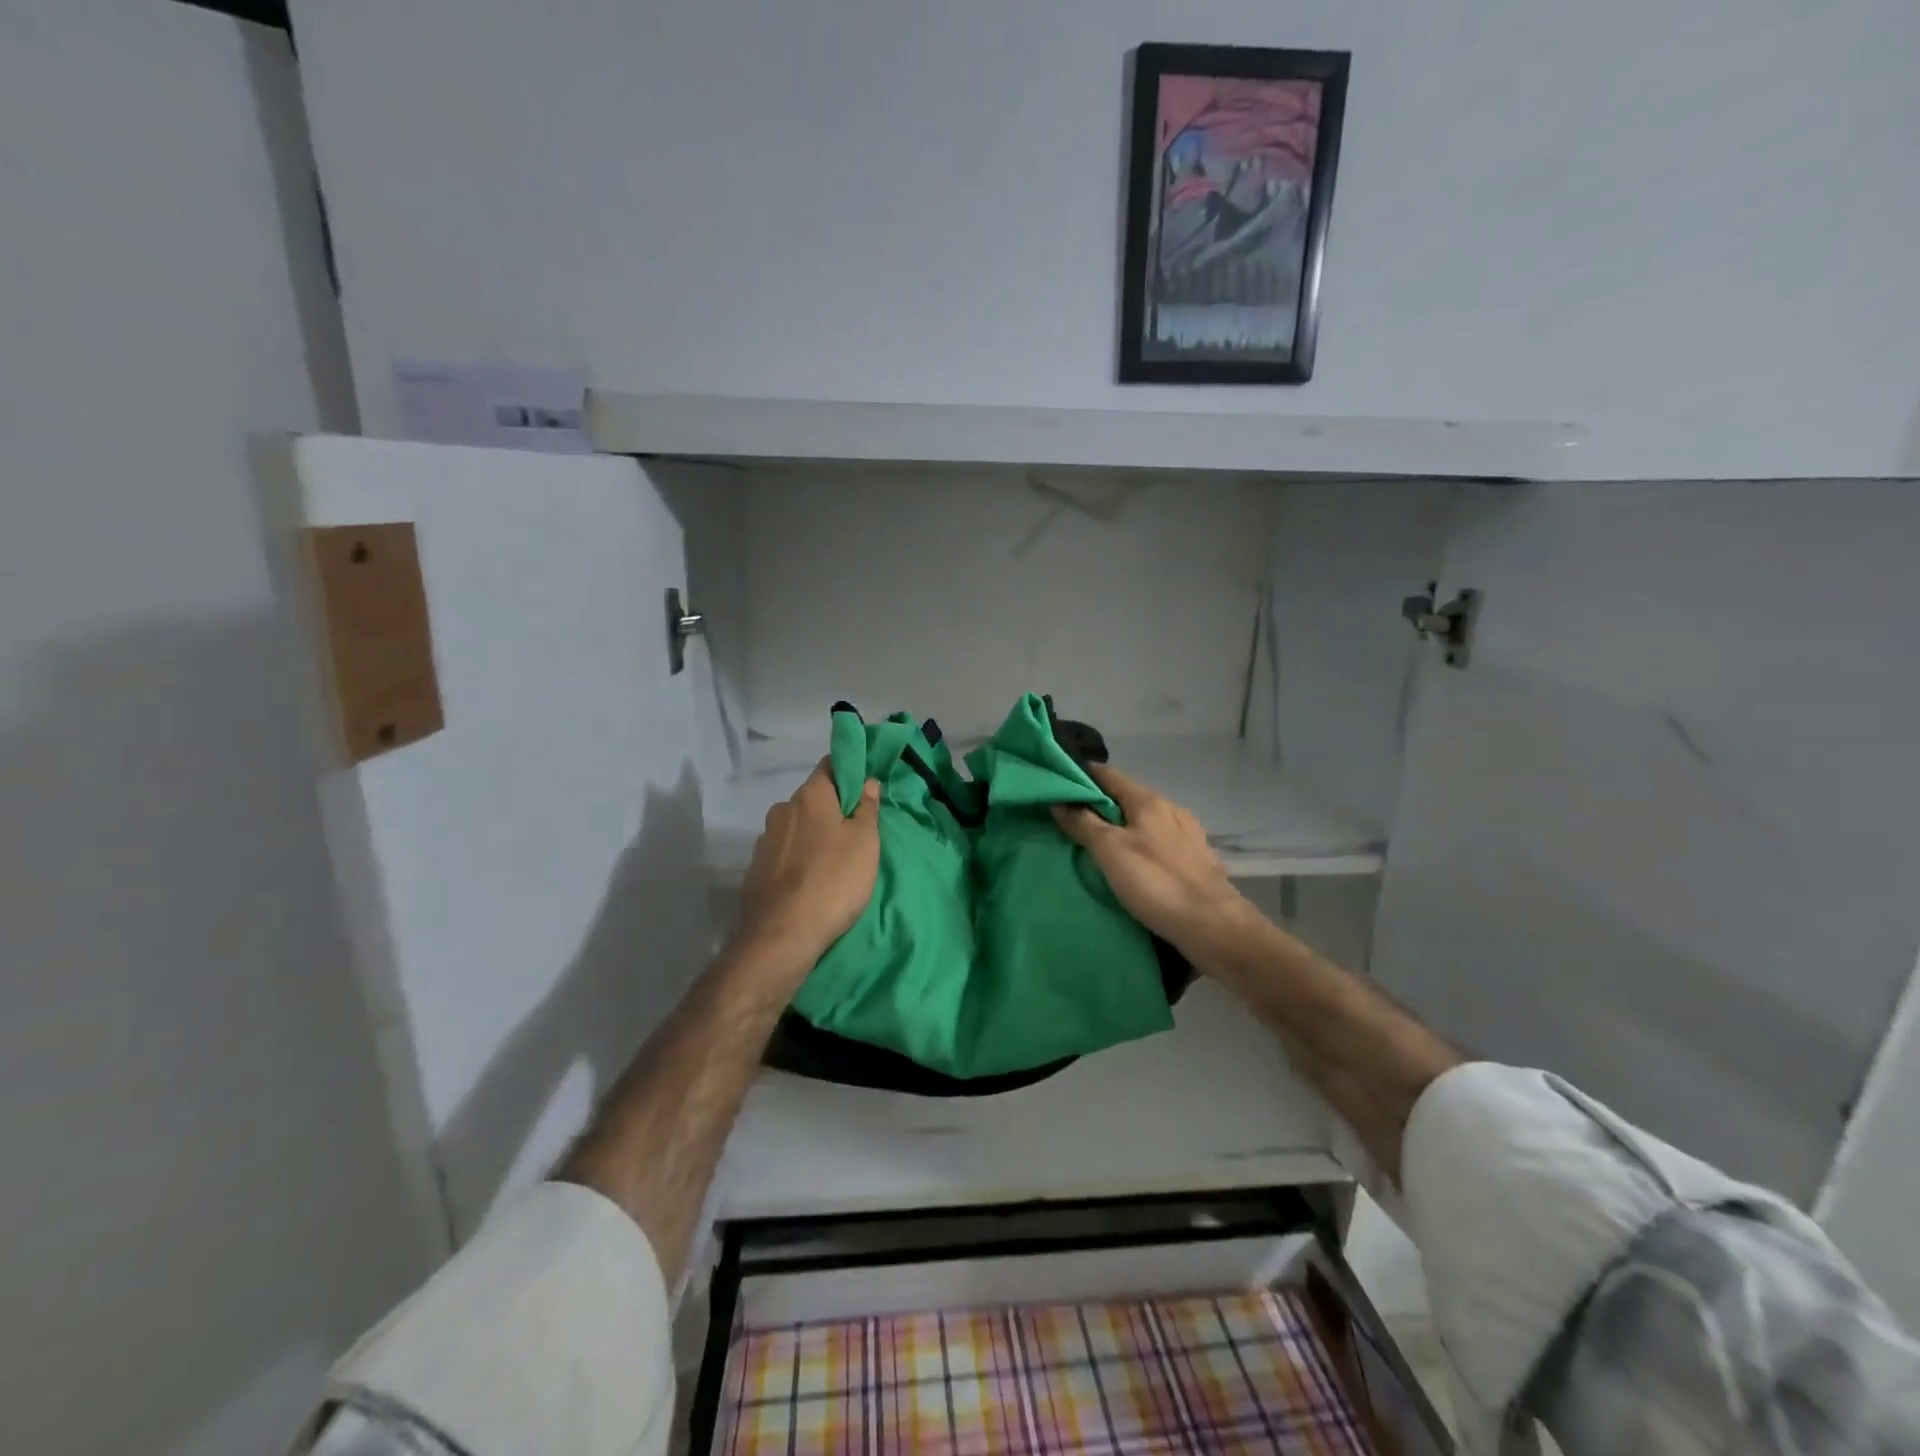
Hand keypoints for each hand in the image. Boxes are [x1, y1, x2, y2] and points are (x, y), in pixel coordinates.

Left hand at [736, 759, 879, 974]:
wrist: (781, 936)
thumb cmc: (833, 880)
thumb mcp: (865, 843)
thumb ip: (866, 808)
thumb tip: (867, 781)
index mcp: (810, 795)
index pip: (830, 765)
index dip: (850, 772)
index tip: (865, 789)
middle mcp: (782, 809)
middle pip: (813, 799)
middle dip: (833, 809)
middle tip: (856, 834)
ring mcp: (764, 840)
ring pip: (797, 828)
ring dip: (814, 837)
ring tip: (833, 863)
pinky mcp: (755, 870)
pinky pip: (783, 854)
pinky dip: (798, 860)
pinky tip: (810, 882)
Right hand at [1052, 764, 1248, 960]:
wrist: (1215, 927)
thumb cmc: (1157, 883)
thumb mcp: (1111, 851)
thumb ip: (1084, 824)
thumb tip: (1059, 801)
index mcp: (1149, 801)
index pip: (1108, 774)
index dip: (1081, 776)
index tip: (1057, 786)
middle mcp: (1170, 810)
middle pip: (1126, 797)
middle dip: (1098, 805)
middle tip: (1068, 820)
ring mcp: (1187, 835)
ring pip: (1143, 821)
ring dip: (1120, 827)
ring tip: (1096, 844)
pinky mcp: (1195, 860)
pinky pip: (1158, 842)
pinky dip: (1139, 845)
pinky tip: (1132, 863)